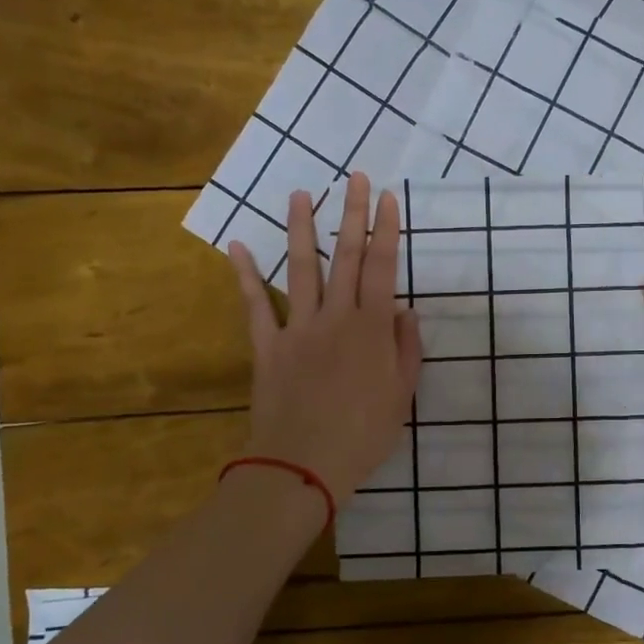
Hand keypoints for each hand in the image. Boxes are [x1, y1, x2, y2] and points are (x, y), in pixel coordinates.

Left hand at [227, 173, 421, 505]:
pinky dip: (246, 276)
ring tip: (300, 193)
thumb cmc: (364, 434)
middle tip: (356, 178)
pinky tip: (237, 247)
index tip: (389, 198)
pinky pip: (255, 306)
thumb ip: (406, 348)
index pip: (382, 268)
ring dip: (301, 229)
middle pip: (345, 257)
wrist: (303, 465)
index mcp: (371, 329)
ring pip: (301, 269)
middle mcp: (335, 317)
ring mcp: (298, 328)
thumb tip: (405, 310)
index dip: (387, 231)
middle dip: (353, 214)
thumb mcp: (402, 394)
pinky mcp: (267, 346)